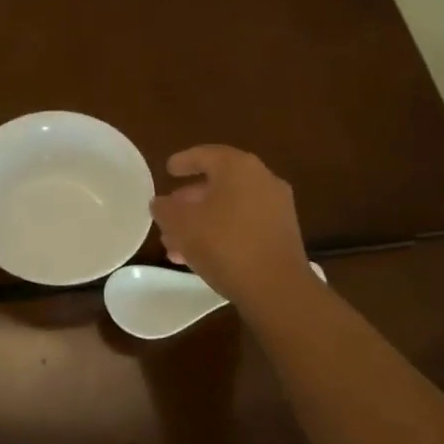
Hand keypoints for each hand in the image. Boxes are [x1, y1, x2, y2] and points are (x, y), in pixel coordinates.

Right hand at [150, 146, 310, 310]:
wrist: (277, 288)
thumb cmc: (224, 244)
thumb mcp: (181, 225)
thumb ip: (165, 209)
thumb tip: (160, 203)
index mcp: (238, 167)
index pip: (205, 155)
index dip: (183, 161)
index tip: (168, 170)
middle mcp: (262, 180)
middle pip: (219, 183)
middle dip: (190, 199)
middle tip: (169, 212)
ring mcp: (276, 207)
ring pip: (230, 207)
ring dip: (202, 221)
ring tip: (176, 243)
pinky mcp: (282, 234)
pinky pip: (244, 224)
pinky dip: (222, 232)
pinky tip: (200, 256)